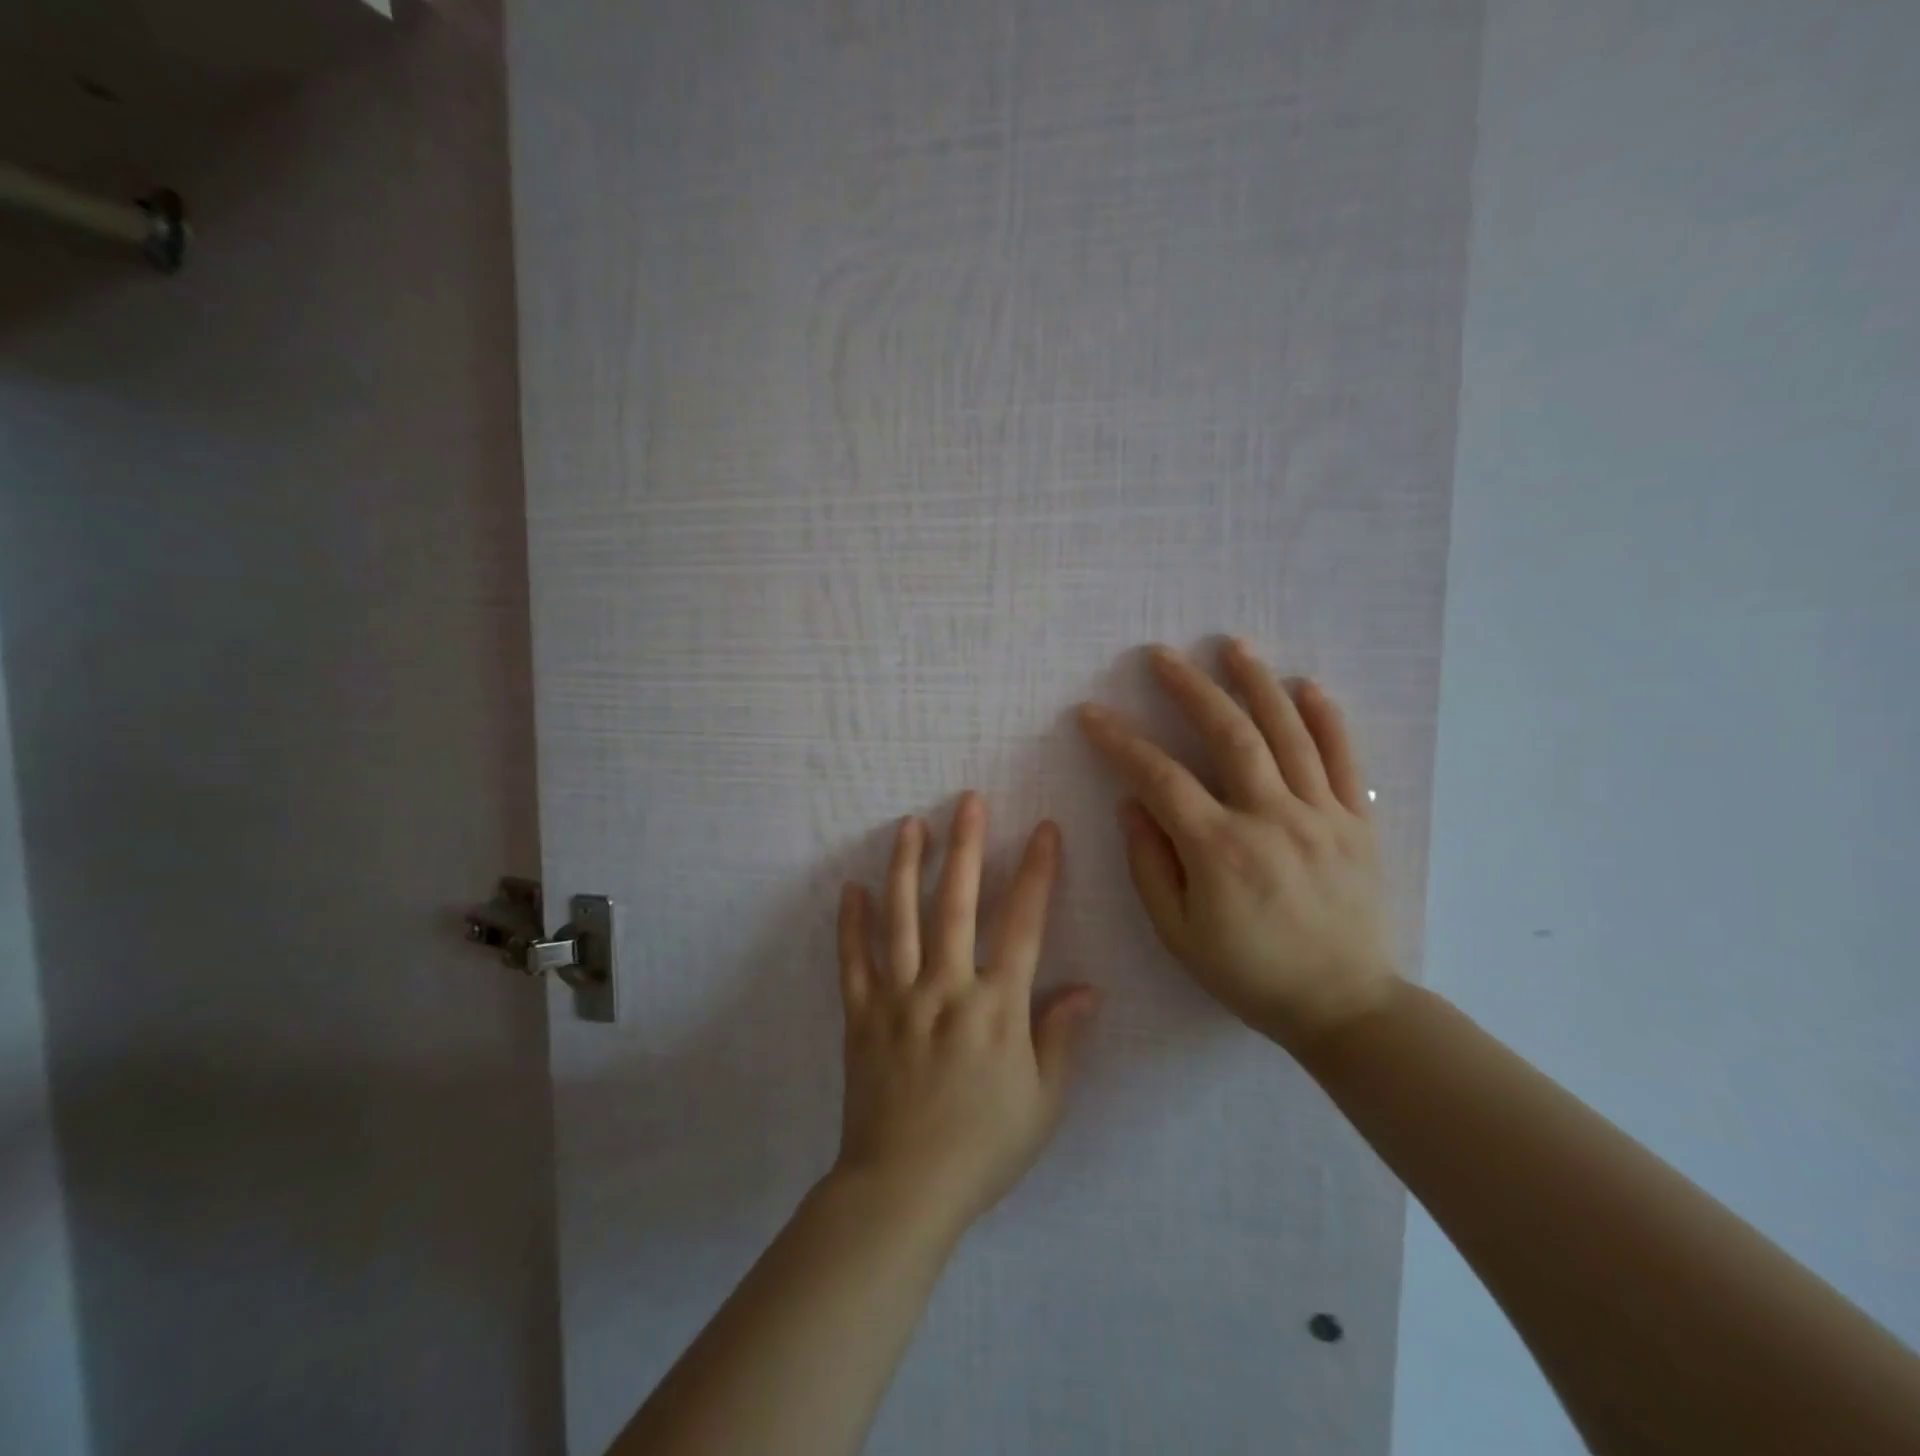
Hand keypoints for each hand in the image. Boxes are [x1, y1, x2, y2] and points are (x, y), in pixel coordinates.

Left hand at [833, 794, 1099, 1240]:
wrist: (903, 1191)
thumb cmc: (983, 1149)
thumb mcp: (1042, 1103)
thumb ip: (1062, 1039)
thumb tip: (1088, 988)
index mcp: (996, 1008)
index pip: (1022, 925)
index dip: (1036, 873)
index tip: (1043, 829)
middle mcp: (946, 989)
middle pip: (956, 905)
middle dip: (966, 847)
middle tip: (968, 801)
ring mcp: (898, 999)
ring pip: (900, 919)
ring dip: (906, 868)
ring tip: (911, 825)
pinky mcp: (860, 1016)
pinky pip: (852, 961)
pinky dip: (850, 923)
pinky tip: (850, 888)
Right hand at [1077, 640, 1396, 1052]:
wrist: (1345, 1006)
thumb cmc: (1250, 974)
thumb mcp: (1178, 934)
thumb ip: (1149, 865)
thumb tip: (1131, 803)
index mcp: (1220, 850)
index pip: (1160, 777)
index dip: (1120, 741)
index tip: (1092, 714)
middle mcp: (1272, 819)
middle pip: (1229, 735)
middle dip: (1190, 688)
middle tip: (1161, 656)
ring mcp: (1322, 815)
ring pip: (1289, 733)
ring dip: (1257, 683)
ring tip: (1232, 646)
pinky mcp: (1358, 822)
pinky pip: (1345, 759)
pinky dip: (1327, 718)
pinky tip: (1306, 686)